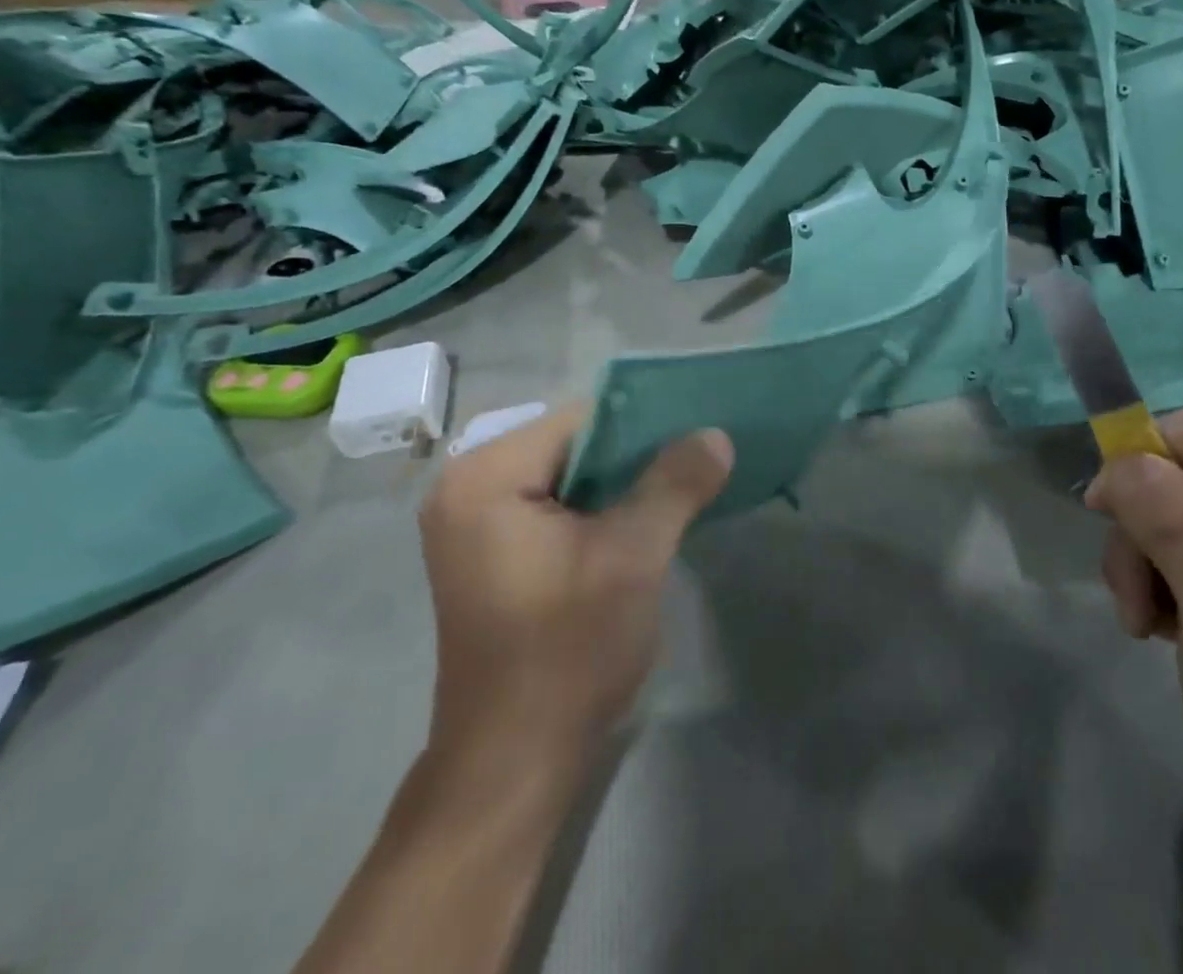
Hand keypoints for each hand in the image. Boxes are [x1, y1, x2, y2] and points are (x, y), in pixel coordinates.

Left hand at [418, 403, 733, 769]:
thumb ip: (675, 483)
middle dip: (636, 456)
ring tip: (681, 487)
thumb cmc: (567, 650)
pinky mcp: (490, 552)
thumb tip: (715, 434)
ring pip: (569, 476)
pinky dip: (600, 509)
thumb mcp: (633, 556)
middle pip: (574, 445)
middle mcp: (467, 487)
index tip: (697, 437)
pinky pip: (556, 506)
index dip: (645, 426)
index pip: (582, 419)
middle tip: (697, 463)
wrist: (513, 763)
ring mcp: (474, 522)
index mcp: (486, 475)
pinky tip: (643, 522)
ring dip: (623, 484)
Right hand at [1084, 408, 1182, 868]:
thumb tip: (1122, 455)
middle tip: (1132, 599)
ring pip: (1180, 507)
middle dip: (1144, 528)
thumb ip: (1172, 525)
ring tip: (1146, 623)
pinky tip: (1168, 625)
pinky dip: (1166, 576)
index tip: (1101, 514)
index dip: (1142, 460)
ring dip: (1147, 559)